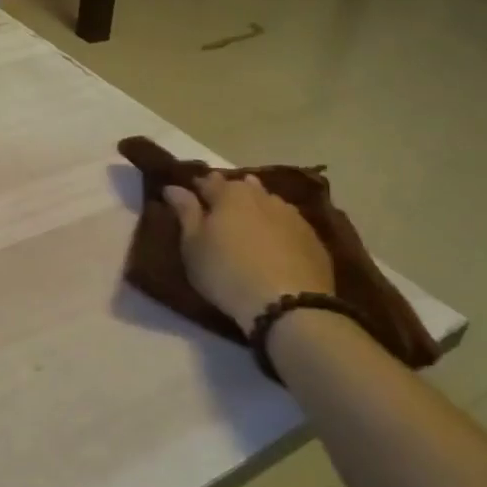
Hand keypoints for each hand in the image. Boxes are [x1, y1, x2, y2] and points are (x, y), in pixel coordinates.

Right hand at [164, 172, 333, 334]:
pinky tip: (274, 244)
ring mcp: (292, 215)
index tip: (190, 198)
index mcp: (229, 193)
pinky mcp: (313, 238)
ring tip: (247, 227)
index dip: (197, 188)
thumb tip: (173, 187)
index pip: (208, 181)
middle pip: (242, 187)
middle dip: (230, 195)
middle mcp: (262, 196)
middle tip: (219, 214)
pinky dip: (277, 228)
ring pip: (268, 203)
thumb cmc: (227, 272)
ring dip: (256, 209)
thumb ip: (185, 212)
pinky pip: (288, 224)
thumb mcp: (193, 245)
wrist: (289, 305)